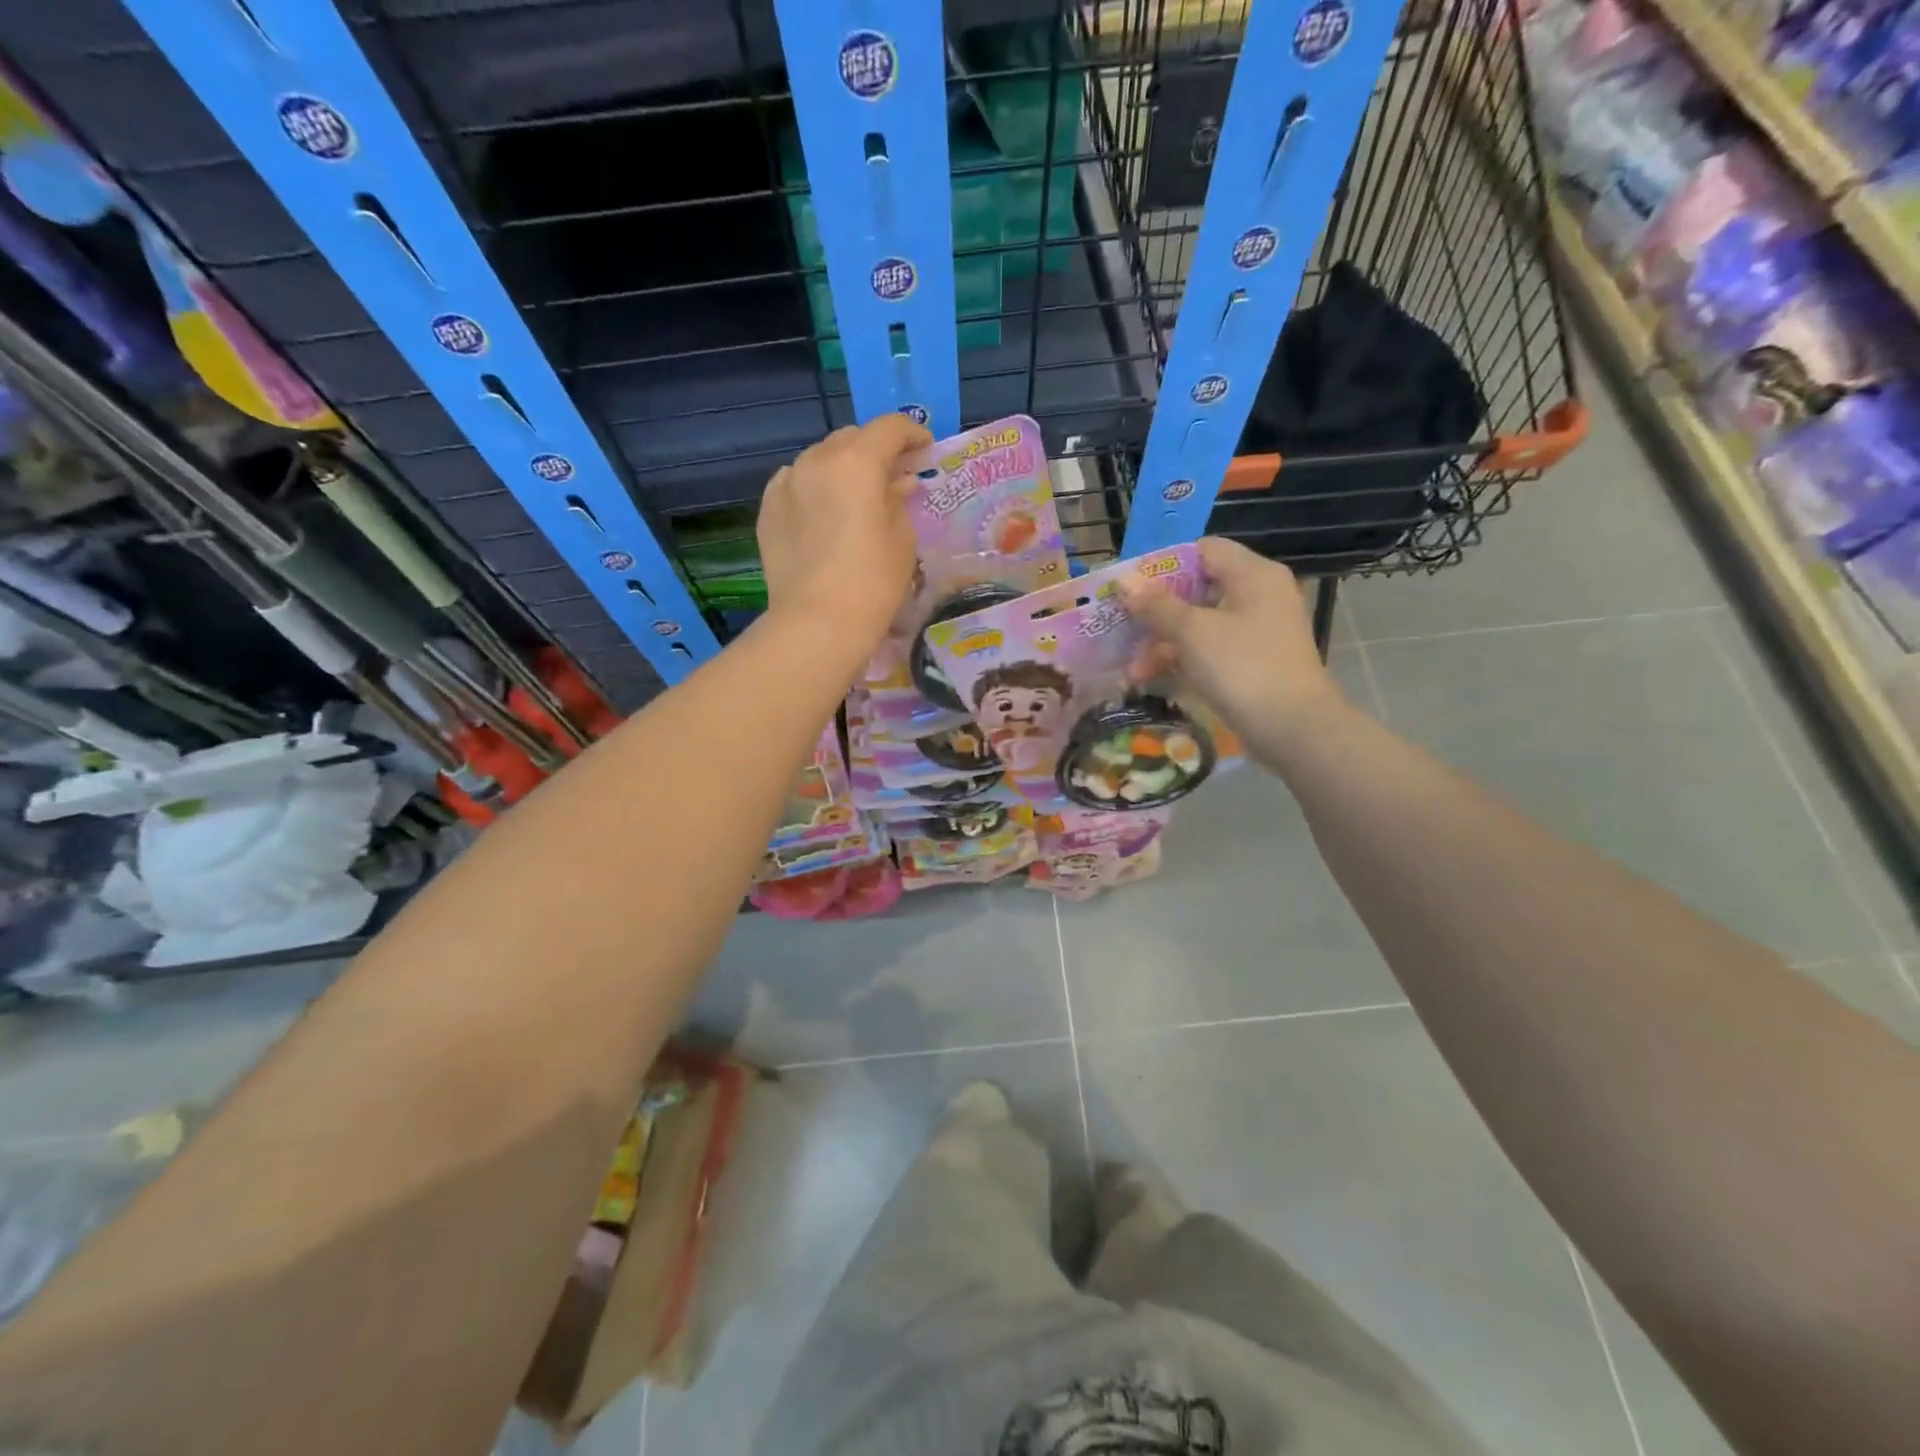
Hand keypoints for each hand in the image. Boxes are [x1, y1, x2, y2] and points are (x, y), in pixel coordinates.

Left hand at [757, 416, 930, 642]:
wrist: (817, 623)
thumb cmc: (872, 582)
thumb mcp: (902, 539)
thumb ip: (899, 499)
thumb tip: (897, 482)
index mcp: (856, 462)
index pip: (889, 428)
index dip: (912, 433)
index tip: (924, 449)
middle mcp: (816, 461)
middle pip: (851, 439)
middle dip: (875, 450)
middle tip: (893, 476)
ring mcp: (786, 483)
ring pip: (820, 459)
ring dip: (842, 468)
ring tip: (856, 497)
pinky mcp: (768, 510)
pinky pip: (795, 483)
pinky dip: (814, 487)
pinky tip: (824, 512)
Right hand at [1117, 537, 1345, 760]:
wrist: (1294, 729)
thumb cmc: (1242, 667)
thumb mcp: (1192, 633)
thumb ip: (1156, 605)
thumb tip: (1125, 580)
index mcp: (1252, 574)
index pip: (1203, 550)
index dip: (1164, 565)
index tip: (1131, 588)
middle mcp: (1260, 594)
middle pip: (1198, 589)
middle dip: (1158, 612)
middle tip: (1124, 629)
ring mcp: (1260, 630)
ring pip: (1202, 623)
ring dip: (1165, 642)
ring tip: (1134, 670)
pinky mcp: (1255, 661)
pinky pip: (1213, 649)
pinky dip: (1185, 659)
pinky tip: (1156, 679)